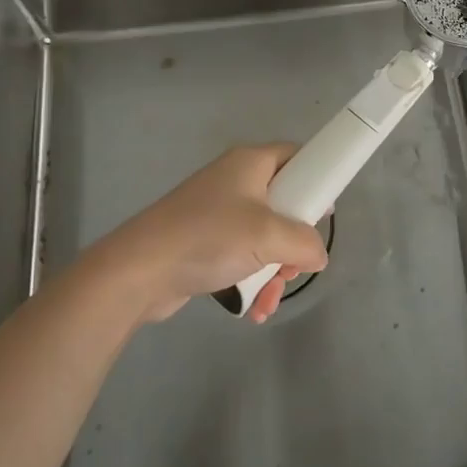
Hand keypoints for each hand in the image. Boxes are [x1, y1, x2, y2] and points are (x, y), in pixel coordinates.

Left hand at [92, 145, 328, 324]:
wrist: (141, 269)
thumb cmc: (209, 237)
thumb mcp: (268, 236)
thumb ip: (305, 243)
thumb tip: (317, 255)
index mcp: (251, 163)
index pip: (296, 156)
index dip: (316, 179)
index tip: (326, 213)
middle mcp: (235, 181)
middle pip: (284, 204)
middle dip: (294, 243)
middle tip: (293, 266)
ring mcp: (218, 212)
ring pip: (265, 237)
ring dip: (274, 270)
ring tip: (268, 298)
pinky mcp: (204, 241)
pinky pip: (242, 256)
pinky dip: (252, 279)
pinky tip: (253, 309)